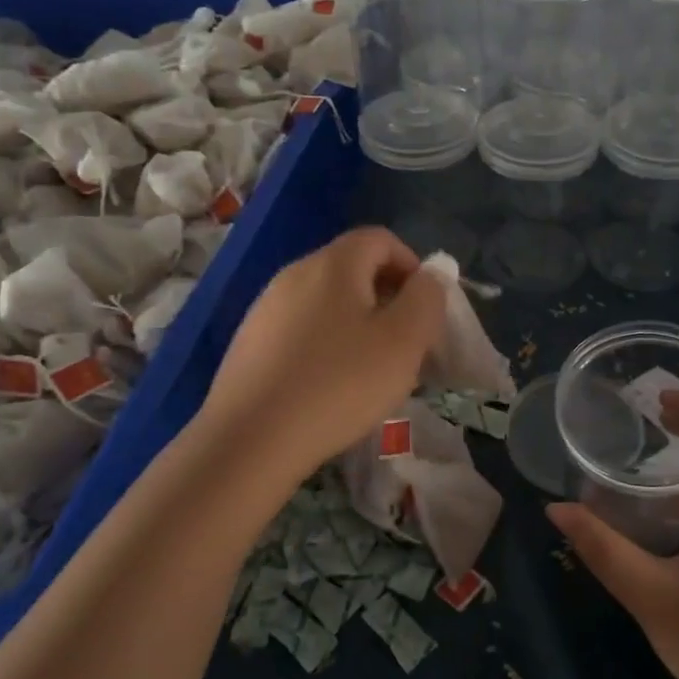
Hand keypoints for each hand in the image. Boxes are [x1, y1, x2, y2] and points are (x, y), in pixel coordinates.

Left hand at [198, 226, 446, 476]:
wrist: (250, 440)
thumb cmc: (340, 384)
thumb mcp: (404, 341)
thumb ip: (426, 298)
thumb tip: (429, 276)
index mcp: (334, 264)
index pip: (381, 239)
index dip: (411, 265)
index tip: (424, 309)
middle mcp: (295, 273)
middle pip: (352, 268)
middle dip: (387, 298)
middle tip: (405, 344)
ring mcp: (266, 308)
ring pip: (326, 301)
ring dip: (357, 324)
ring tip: (369, 370)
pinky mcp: (249, 342)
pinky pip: (301, 329)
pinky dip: (325, 344)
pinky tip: (329, 386)